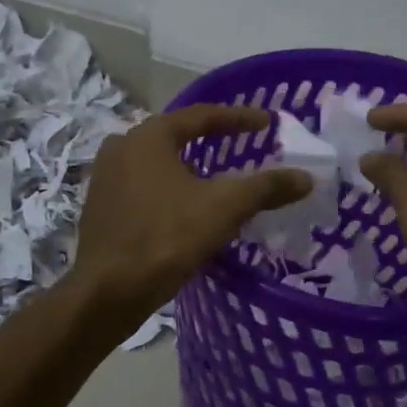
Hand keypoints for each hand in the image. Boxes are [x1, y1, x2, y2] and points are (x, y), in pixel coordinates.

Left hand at [72, 104, 312, 325]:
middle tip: (242, 145)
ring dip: (189, 167)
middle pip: (176, 136)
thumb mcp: (225, 208)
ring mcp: (105, 177)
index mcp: (149, 136)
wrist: (109, 290)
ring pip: (158, 163)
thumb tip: (306, 178)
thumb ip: (266, 187)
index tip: (268, 123)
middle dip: (211, 140)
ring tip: (217, 177)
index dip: (239, 118)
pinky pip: (143, 187)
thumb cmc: (167, 237)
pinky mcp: (100, 206)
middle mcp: (121, 146)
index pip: (202, 116)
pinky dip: (169, 189)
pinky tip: (185, 207)